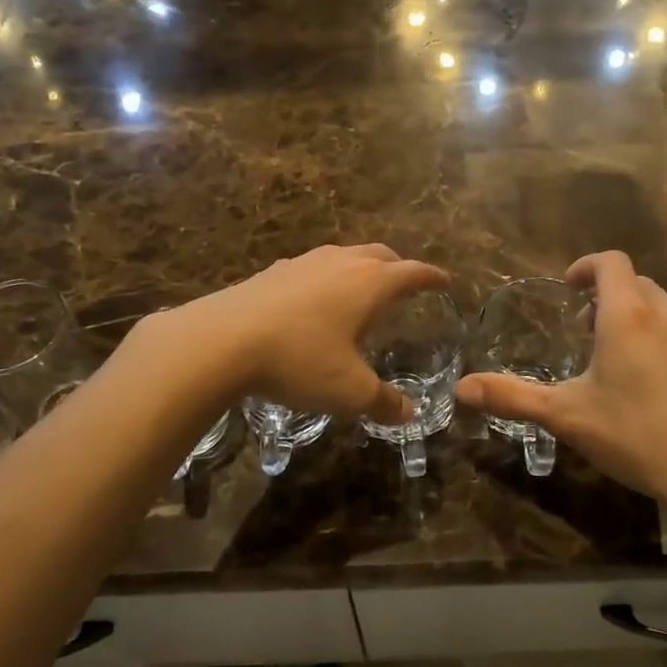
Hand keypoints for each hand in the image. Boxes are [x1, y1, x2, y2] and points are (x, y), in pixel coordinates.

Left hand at [151, 244, 449, 423]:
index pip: (412, 272)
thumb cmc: (299, 360)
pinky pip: (311, 267)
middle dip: (398, 266)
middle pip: (379, 254)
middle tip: (406, 283)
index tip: (445, 281)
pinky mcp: (271, 272)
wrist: (221, 341)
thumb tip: (409, 412)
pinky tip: (313, 301)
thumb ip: (383, 401)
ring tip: (360, 290)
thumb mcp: (349, 391)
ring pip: (343, 255)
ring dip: (360, 268)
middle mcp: (340, 263)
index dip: (432, 277)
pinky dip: (325, 278)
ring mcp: (302, 263)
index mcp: (369, 283)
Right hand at [456, 251, 666, 536]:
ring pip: (664, 307)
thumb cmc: (635, 434)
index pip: (610, 263)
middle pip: (635, 283)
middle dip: (608, 297)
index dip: (586, 267)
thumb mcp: (565, 416)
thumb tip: (461, 388)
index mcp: (626, 314)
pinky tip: (661, 381)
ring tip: (622, 357)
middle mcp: (666, 312)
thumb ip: (512, 396)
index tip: (569, 287)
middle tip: (586, 331)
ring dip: (638, 317)